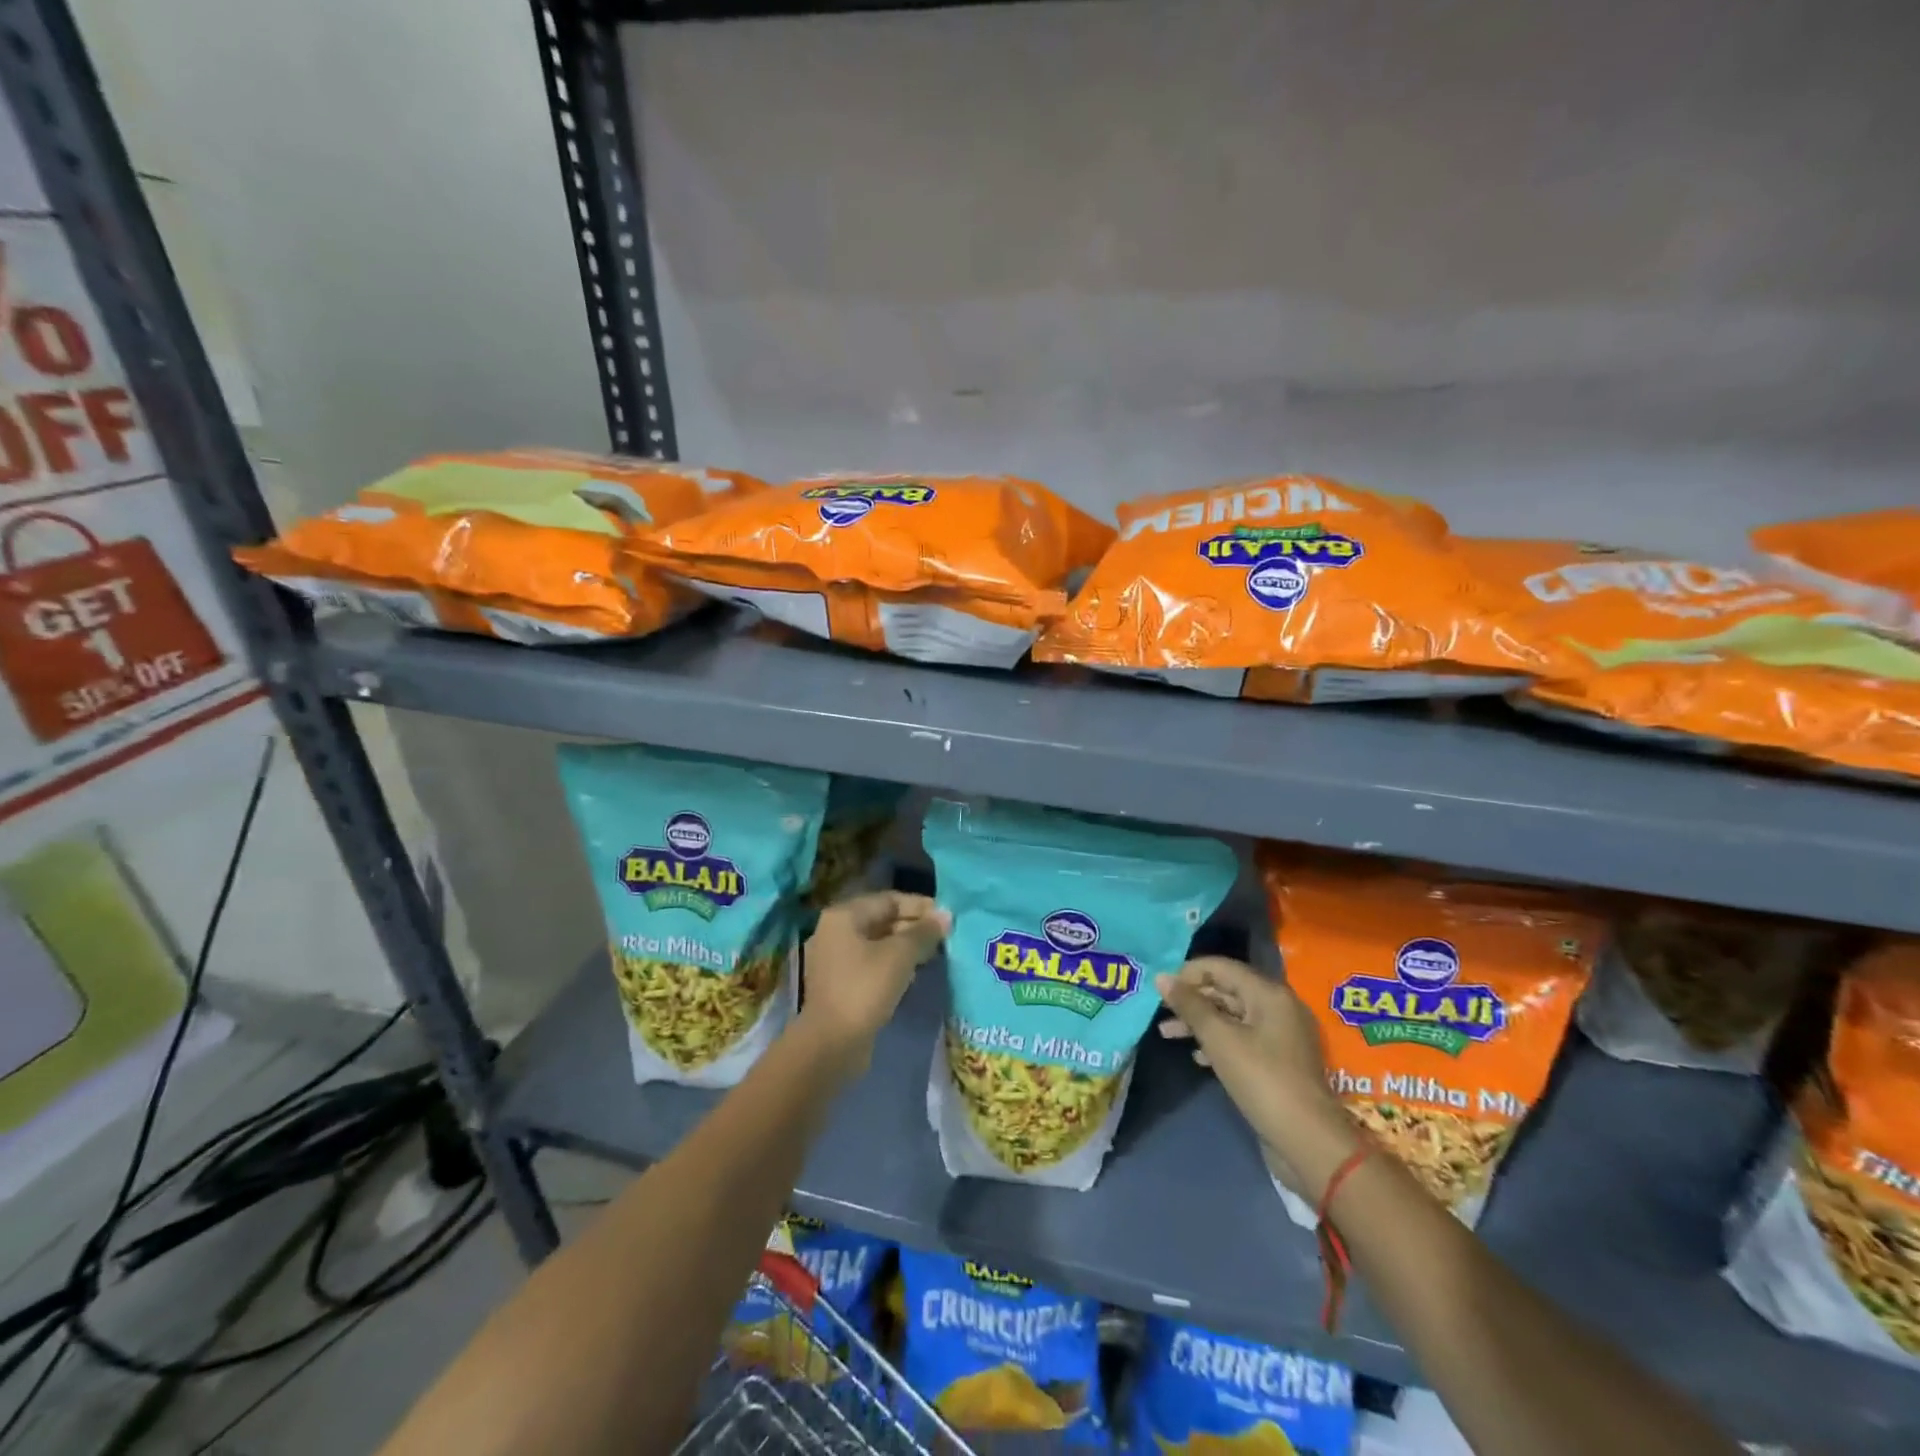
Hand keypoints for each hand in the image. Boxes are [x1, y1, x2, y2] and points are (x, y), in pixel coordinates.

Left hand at [797, 892, 947, 1070]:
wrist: (831, 1044)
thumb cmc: (865, 989)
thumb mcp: (900, 956)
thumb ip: (924, 932)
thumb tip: (945, 915)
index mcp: (843, 916)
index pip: (889, 899)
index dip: (920, 906)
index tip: (947, 917)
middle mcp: (835, 932)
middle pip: (882, 920)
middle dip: (914, 927)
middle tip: (944, 937)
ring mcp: (834, 960)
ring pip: (877, 944)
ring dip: (905, 947)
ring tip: (934, 954)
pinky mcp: (839, 984)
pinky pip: (871, 964)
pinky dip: (892, 965)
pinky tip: (914, 974)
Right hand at [1156, 956, 1361, 1200]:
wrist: (1308, 1142)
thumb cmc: (1262, 1080)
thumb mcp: (1220, 1039)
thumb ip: (1190, 1005)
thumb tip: (1162, 978)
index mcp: (1269, 993)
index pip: (1221, 967)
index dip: (1188, 973)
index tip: (1160, 989)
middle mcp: (1278, 1007)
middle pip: (1226, 990)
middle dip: (1191, 999)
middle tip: (1160, 1012)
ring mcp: (1281, 1036)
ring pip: (1232, 1016)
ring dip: (1200, 1022)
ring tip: (1167, 1034)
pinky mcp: (1279, 1062)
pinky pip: (1242, 1039)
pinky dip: (1218, 1042)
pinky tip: (1197, 1056)